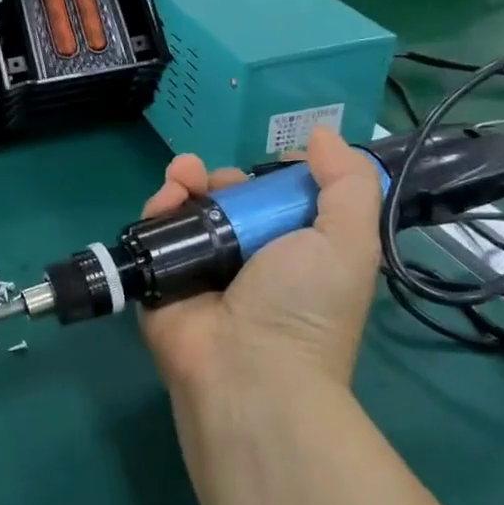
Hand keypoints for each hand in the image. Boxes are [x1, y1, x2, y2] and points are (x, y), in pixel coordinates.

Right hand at [138, 128, 383, 417]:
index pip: (276, 203)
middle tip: (221, 183)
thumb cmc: (305, 305)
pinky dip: (157, 205)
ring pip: (187, 209)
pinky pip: (153, 230)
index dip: (270, 178)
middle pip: (227, 201)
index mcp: (292, 253)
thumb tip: (320, 136)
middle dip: (222, 179)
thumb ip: (348, 184)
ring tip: (182, 176)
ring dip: (184, 182)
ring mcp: (198, 268)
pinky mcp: (159, 276)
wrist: (247, 368)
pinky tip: (165, 197)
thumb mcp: (349, 241)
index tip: (269, 166)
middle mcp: (245, 259)